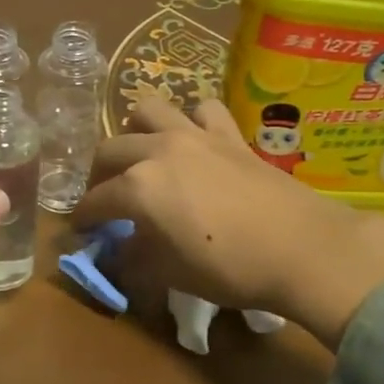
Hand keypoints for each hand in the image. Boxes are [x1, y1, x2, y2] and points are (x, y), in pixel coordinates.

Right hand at [74, 97, 383, 348]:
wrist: (302, 249)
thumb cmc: (229, 269)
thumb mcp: (170, 273)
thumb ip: (135, 258)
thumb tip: (118, 250)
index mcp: (138, 187)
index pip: (95, 201)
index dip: (83, 218)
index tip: (80, 230)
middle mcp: (158, 150)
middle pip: (110, 150)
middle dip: (98, 175)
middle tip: (106, 197)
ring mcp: (195, 135)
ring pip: (148, 110)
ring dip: (136, 131)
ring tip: (143, 155)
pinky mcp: (229, 134)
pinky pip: (202, 109)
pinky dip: (191, 120)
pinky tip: (194, 140)